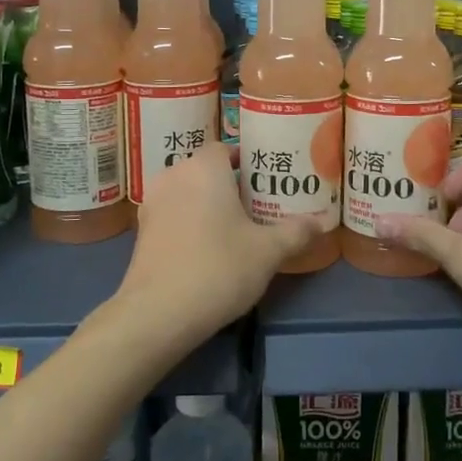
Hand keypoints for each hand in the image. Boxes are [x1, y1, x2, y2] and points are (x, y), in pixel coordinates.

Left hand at [113, 145, 323, 343]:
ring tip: (233, 228)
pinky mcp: (141, 230)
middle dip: (229, 184)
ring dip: (206, 203)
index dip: (246, 161)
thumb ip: (295, 232)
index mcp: (204, 168)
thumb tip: (320, 222)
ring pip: (187, 192)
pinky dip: (188, 222)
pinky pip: (172, 213)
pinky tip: (205, 248)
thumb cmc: (219, 268)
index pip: (225, 148)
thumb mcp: (268, 252)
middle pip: (205, 170)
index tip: (265, 181)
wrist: (158, 312)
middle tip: (256, 206)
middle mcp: (174, 175)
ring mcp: (152, 202)